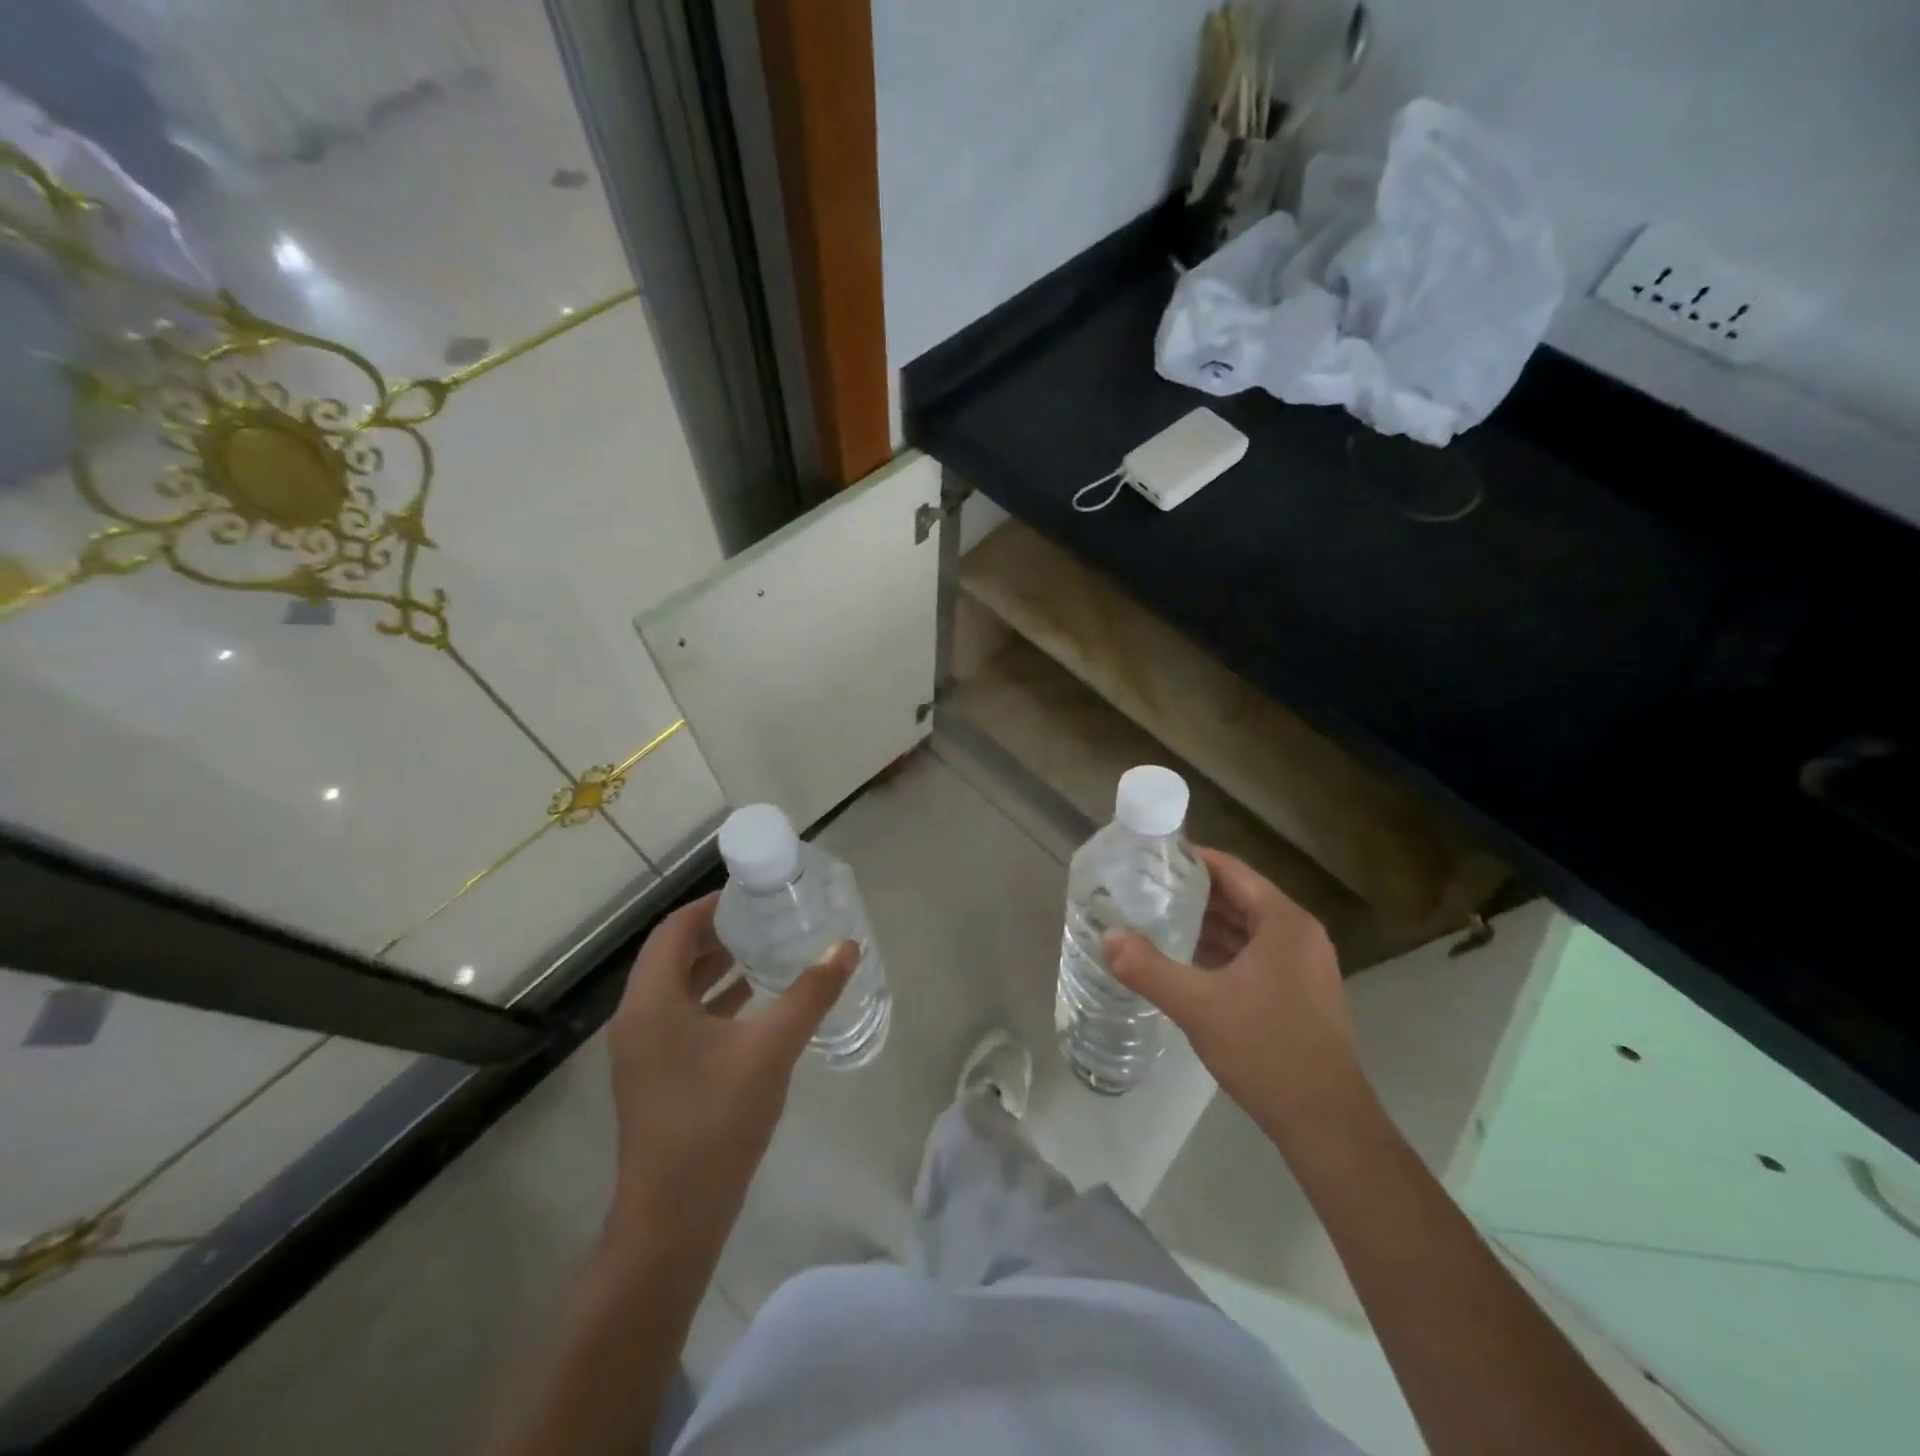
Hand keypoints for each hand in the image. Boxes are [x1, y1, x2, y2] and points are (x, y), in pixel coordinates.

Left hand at [603, 893, 855, 1256]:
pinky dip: (713, 1001)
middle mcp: (637, 1018)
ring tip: (765, 951)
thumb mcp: (771, 1049)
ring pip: (677, 988)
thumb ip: (810, 994)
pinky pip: (681, 1018)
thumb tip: (846, 947)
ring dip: (716, 967)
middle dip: (718, 933)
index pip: (674, 929)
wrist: (673, 1220)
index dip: (711, 906)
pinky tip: (754, 1005)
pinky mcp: (655, 1076)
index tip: (753, 895)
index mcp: (651, 1001)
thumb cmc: (715, 1121)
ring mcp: (643, 1051)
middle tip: (766, 919)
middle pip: (673, 955)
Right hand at [1105, 848, 1363, 1143]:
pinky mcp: (1299, 993)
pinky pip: (1254, 955)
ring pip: (1246, 929)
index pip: (1232, 871)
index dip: (1192, 860)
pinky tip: (1185, 959)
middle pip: (1239, 898)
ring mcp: (1303, 965)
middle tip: (1144, 888)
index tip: (1151, 858)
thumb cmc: (1265, 1049)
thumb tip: (1108, 938)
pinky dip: (1221, 951)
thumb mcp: (1198, 1005)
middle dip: (1193, 893)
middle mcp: (1299, 935)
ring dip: (1206, 923)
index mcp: (1284, 922)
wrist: (1324, 1121)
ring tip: (1155, 917)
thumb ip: (1148, 968)